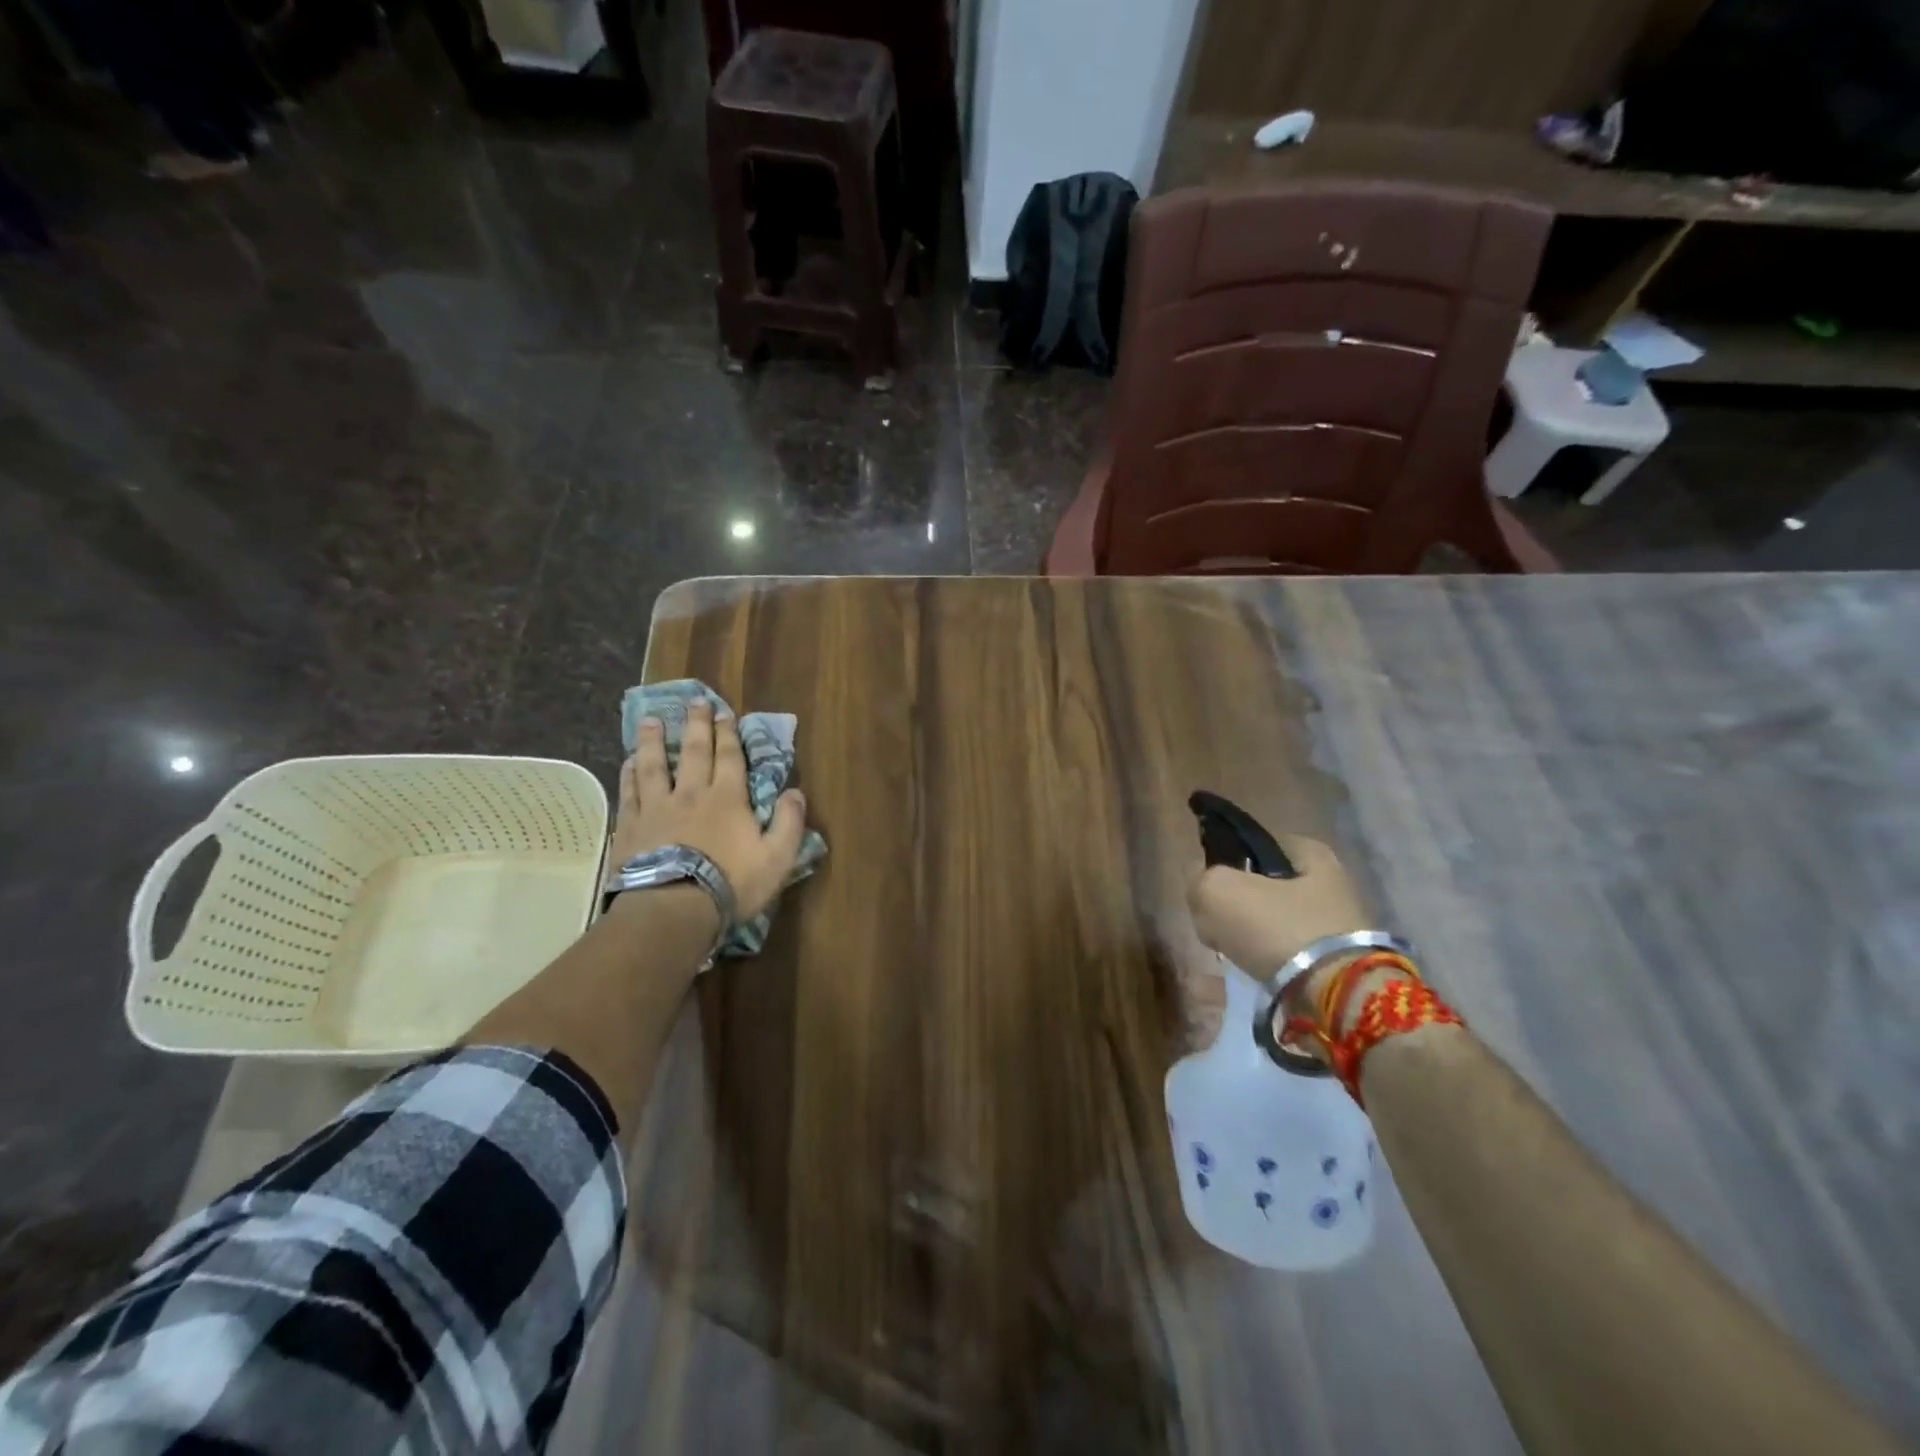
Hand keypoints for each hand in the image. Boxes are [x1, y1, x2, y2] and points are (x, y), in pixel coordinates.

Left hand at [610, 701, 807, 923]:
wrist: (672, 908)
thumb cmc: (730, 883)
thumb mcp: (777, 858)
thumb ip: (789, 823)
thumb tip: (796, 792)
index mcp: (728, 798)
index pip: (729, 757)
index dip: (728, 734)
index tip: (723, 712)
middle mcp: (691, 793)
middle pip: (694, 752)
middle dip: (696, 725)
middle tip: (694, 701)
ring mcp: (657, 808)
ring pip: (654, 765)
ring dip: (654, 741)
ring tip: (651, 720)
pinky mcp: (632, 826)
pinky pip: (630, 792)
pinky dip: (629, 773)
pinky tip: (628, 761)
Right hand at [1186, 836, 1369, 977]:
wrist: (1334, 996)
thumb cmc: (1276, 927)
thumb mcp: (1217, 891)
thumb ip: (1199, 880)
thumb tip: (1202, 890)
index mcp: (1309, 852)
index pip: (1255, 845)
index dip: (1226, 861)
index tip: (1210, 884)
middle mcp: (1330, 883)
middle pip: (1263, 887)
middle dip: (1238, 905)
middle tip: (1216, 923)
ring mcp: (1335, 926)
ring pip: (1271, 923)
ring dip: (1248, 937)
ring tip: (1229, 952)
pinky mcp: (1335, 964)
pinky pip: (1284, 955)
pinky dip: (1265, 962)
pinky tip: (1249, 970)